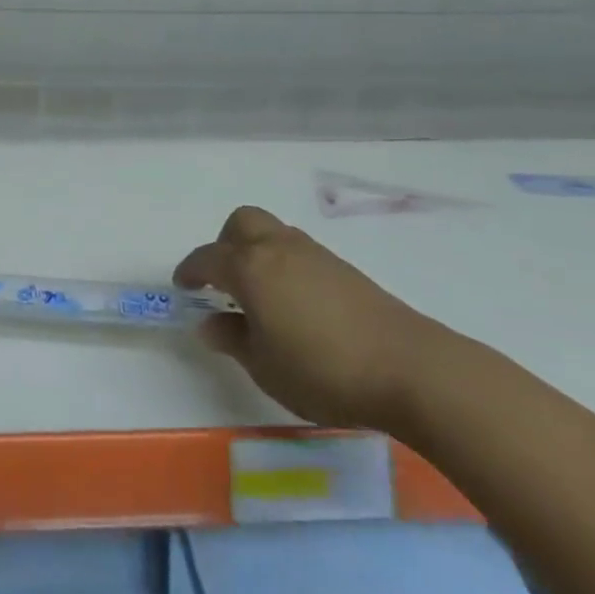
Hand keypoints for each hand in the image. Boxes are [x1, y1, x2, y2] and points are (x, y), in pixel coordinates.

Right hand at [175, 206, 444, 431]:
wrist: (411, 368)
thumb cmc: (323, 370)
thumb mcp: (264, 366)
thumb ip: (232, 339)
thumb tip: (210, 323)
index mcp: (250, 267)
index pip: (207, 258)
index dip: (190, 272)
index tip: (183, 288)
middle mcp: (278, 249)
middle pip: (241, 223)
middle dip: (224, 244)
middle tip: (223, 281)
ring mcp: (314, 254)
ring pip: (273, 233)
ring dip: (257, 252)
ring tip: (260, 295)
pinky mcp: (344, 269)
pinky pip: (299, 252)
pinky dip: (285, 265)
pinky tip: (295, 304)